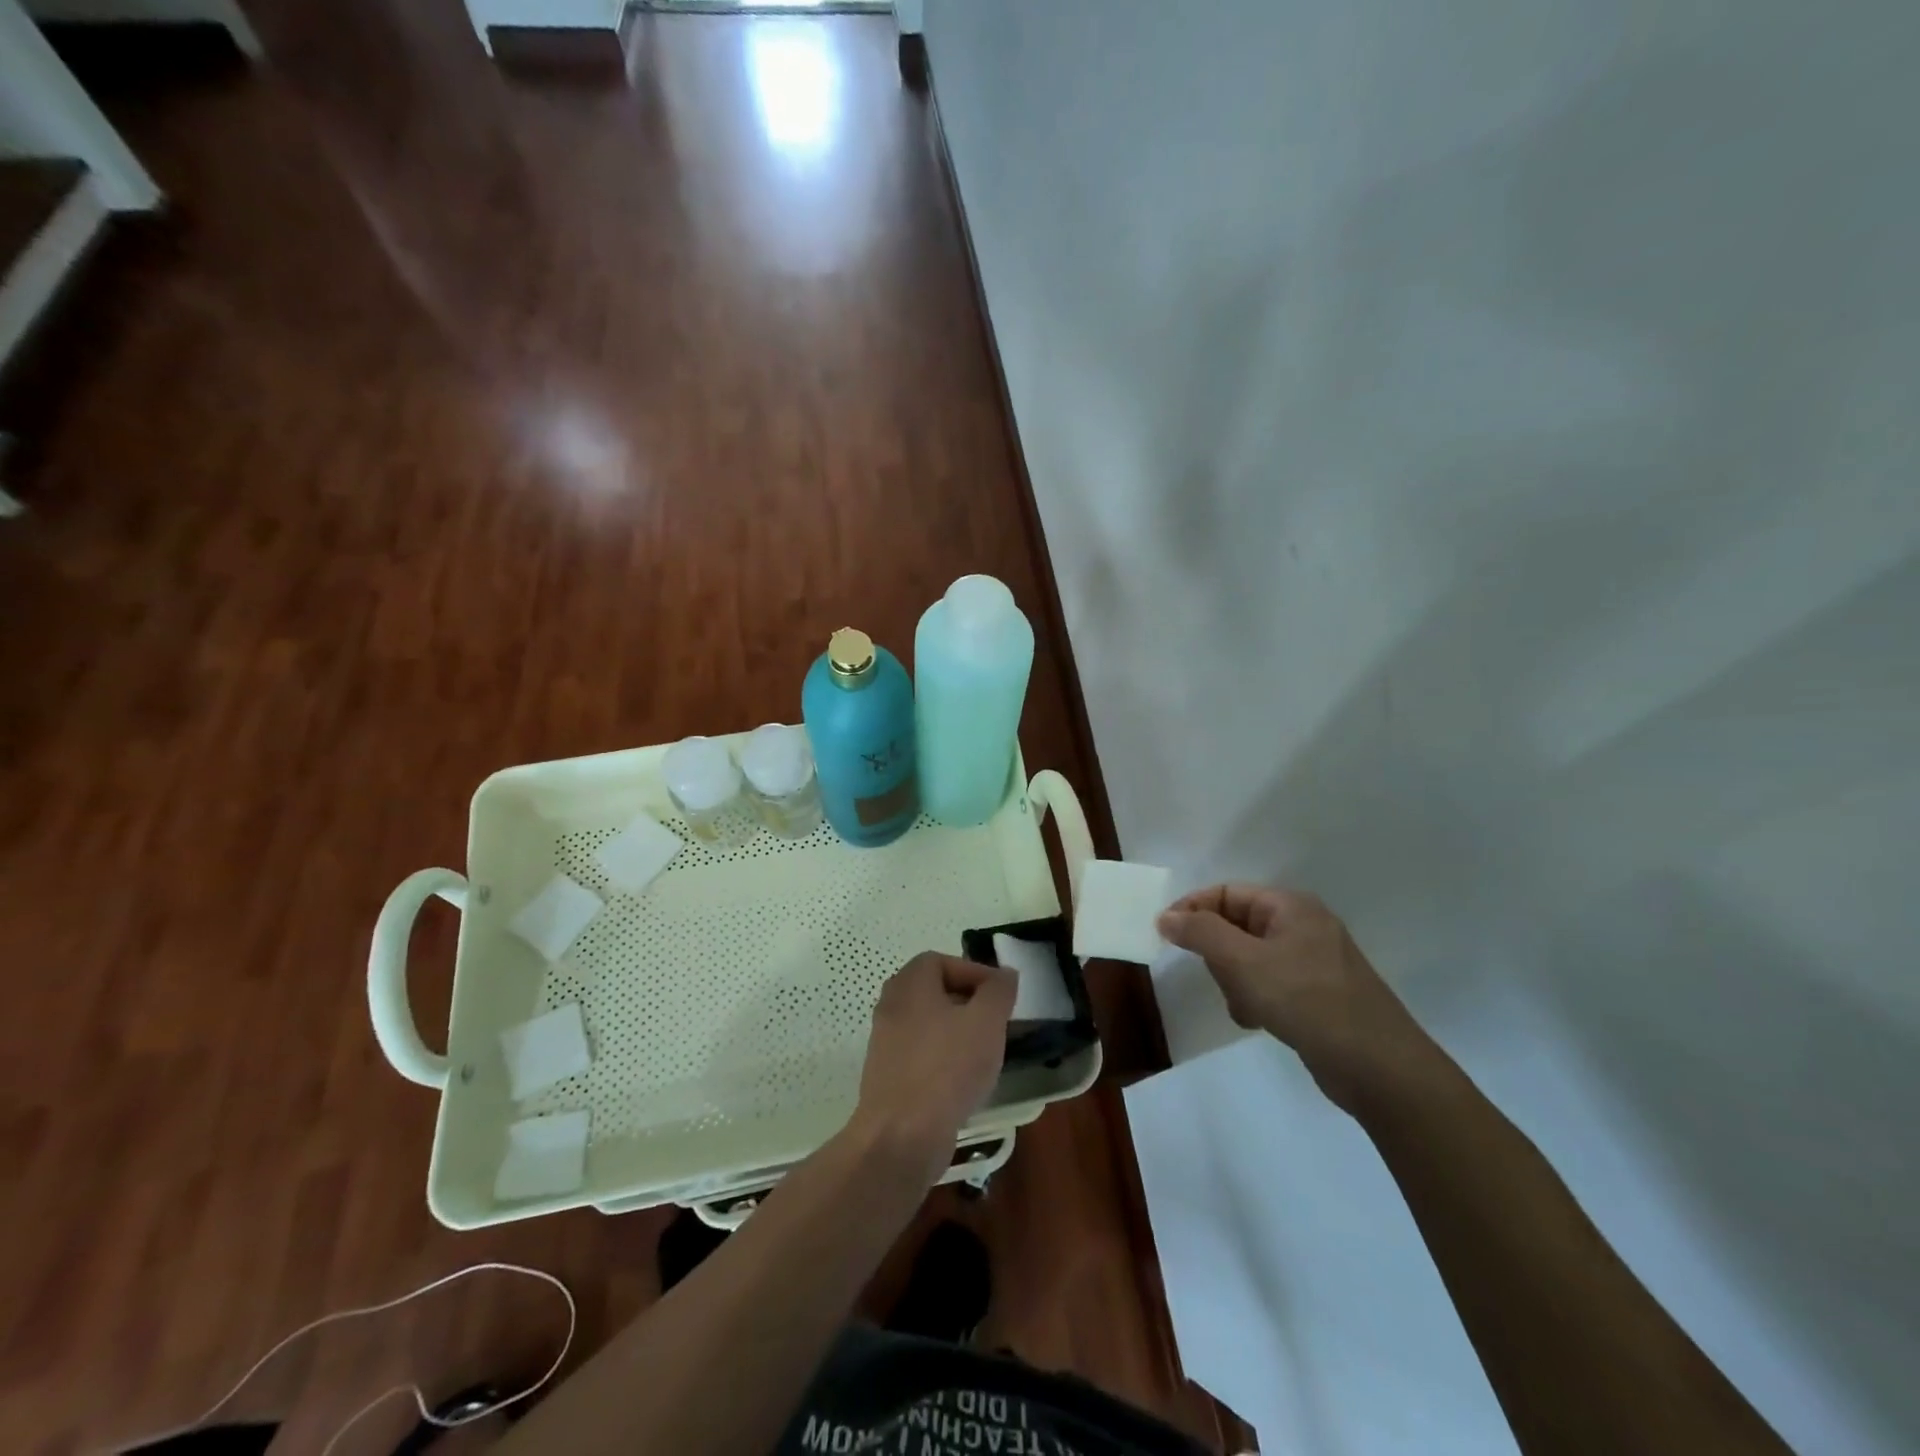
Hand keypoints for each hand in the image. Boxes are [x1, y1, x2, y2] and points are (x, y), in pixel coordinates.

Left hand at [852, 952, 1015, 1185]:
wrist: (901, 1136)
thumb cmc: (947, 1067)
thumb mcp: (986, 1021)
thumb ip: (998, 991)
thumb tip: (1003, 974)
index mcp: (909, 983)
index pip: (943, 960)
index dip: (975, 972)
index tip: (1001, 996)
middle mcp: (891, 1005)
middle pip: (934, 991)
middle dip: (969, 1003)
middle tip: (995, 1022)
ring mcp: (885, 1042)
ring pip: (928, 1024)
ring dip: (958, 1033)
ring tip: (985, 1053)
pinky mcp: (886, 1076)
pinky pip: (920, 1054)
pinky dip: (943, 1059)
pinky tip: (964, 1081)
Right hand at [1158, 885, 1437, 1113]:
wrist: (1379, 1067)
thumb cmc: (1307, 1000)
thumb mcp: (1243, 962)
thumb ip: (1200, 933)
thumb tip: (1165, 916)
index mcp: (1290, 906)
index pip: (1225, 893)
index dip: (1192, 909)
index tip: (1165, 936)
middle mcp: (1302, 925)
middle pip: (1236, 925)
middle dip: (1219, 954)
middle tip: (1219, 979)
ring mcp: (1313, 961)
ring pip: (1249, 958)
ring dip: (1236, 981)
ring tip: (1245, 1006)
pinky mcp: (1317, 994)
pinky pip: (1269, 983)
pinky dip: (1256, 998)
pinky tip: (1258, 1021)